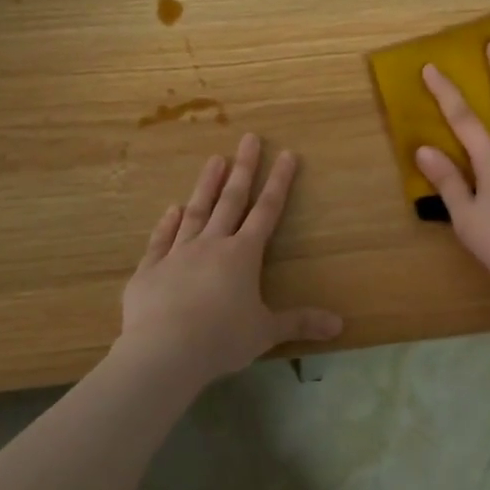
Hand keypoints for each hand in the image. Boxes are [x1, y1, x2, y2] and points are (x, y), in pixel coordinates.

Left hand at [119, 133, 342, 387]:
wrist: (164, 351)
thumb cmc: (221, 339)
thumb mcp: (266, 333)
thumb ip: (300, 323)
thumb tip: (339, 325)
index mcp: (242, 255)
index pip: (266, 212)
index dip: (279, 182)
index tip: (286, 154)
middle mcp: (211, 245)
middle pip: (231, 200)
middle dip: (243, 168)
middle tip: (249, 138)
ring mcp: (178, 253)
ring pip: (196, 212)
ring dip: (206, 185)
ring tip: (214, 159)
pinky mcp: (150, 269)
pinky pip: (161, 240)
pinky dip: (167, 223)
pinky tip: (172, 209)